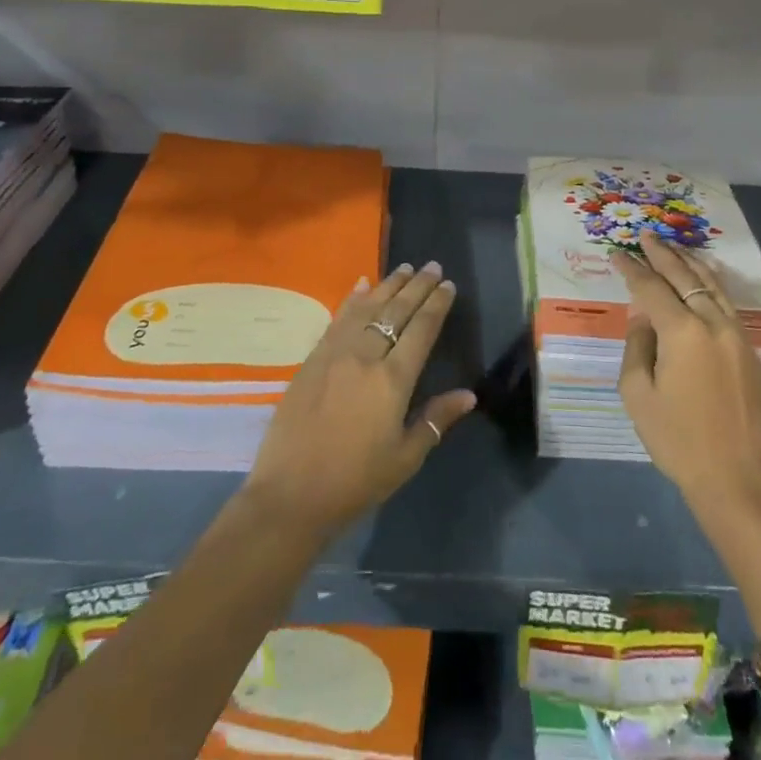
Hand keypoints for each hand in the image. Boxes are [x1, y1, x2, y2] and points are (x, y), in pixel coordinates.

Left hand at [244, 262, 475, 539]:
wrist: (291, 494)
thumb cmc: (355, 482)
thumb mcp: (404, 458)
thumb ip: (435, 420)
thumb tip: (469, 395)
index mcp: (393, 381)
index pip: (422, 330)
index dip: (437, 305)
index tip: (448, 285)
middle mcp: (366, 356)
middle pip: (396, 311)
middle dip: (417, 286)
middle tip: (432, 265)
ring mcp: (336, 353)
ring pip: (367, 307)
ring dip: (388, 285)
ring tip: (404, 268)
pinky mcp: (313, 358)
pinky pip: (338, 318)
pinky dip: (352, 298)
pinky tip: (362, 284)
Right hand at [613, 230, 760, 506]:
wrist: (739, 482)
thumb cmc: (679, 441)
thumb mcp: (638, 395)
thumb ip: (638, 346)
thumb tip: (645, 320)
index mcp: (682, 332)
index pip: (651, 287)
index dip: (632, 269)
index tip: (617, 253)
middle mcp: (713, 324)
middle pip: (685, 277)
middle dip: (663, 254)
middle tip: (647, 236)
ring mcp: (738, 337)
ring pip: (713, 286)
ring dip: (690, 264)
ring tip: (674, 248)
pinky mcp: (752, 354)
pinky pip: (727, 306)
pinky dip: (710, 286)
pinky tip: (703, 282)